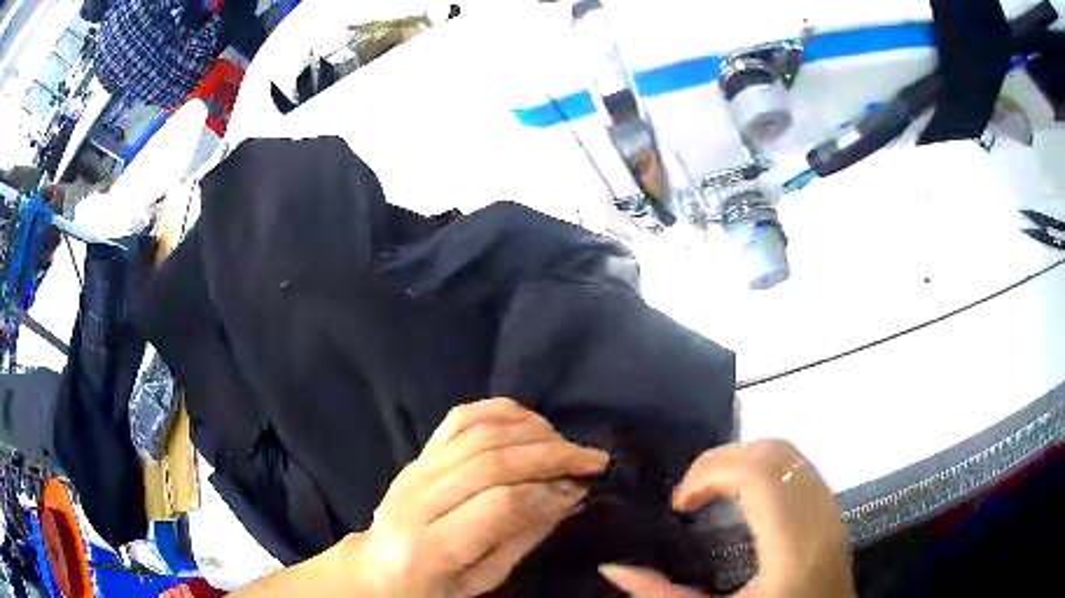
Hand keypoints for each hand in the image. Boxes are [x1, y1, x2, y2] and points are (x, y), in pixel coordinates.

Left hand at [347, 397, 610, 597]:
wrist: (379, 567)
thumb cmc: (435, 587)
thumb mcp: (483, 579)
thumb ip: (524, 536)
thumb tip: (569, 494)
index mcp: (429, 547)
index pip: (498, 504)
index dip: (547, 490)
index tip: (582, 487)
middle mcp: (416, 500)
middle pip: (491, 460)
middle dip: (551, 454)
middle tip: (592, 458)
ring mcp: (413, 470)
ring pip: (479, 432)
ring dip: (533, 431)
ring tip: (567, 444)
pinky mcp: (417, 454)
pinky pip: (460, 418)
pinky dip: (500, 410)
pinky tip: (531, 421)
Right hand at [599, 439, 854, 597]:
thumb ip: (662, 595)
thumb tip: (613, 568)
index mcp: (792, 546)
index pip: (759, 474)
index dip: (710, 471)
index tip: (680, 502)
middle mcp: (819, 518)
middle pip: (775, 453)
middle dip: (724, 460)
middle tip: (692, 492)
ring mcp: (831, 511)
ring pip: (791, 454)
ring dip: (745, 461)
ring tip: (713, 492)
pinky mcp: (833, 513)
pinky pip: (800, 468)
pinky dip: (766, 470)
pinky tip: (745, 499)